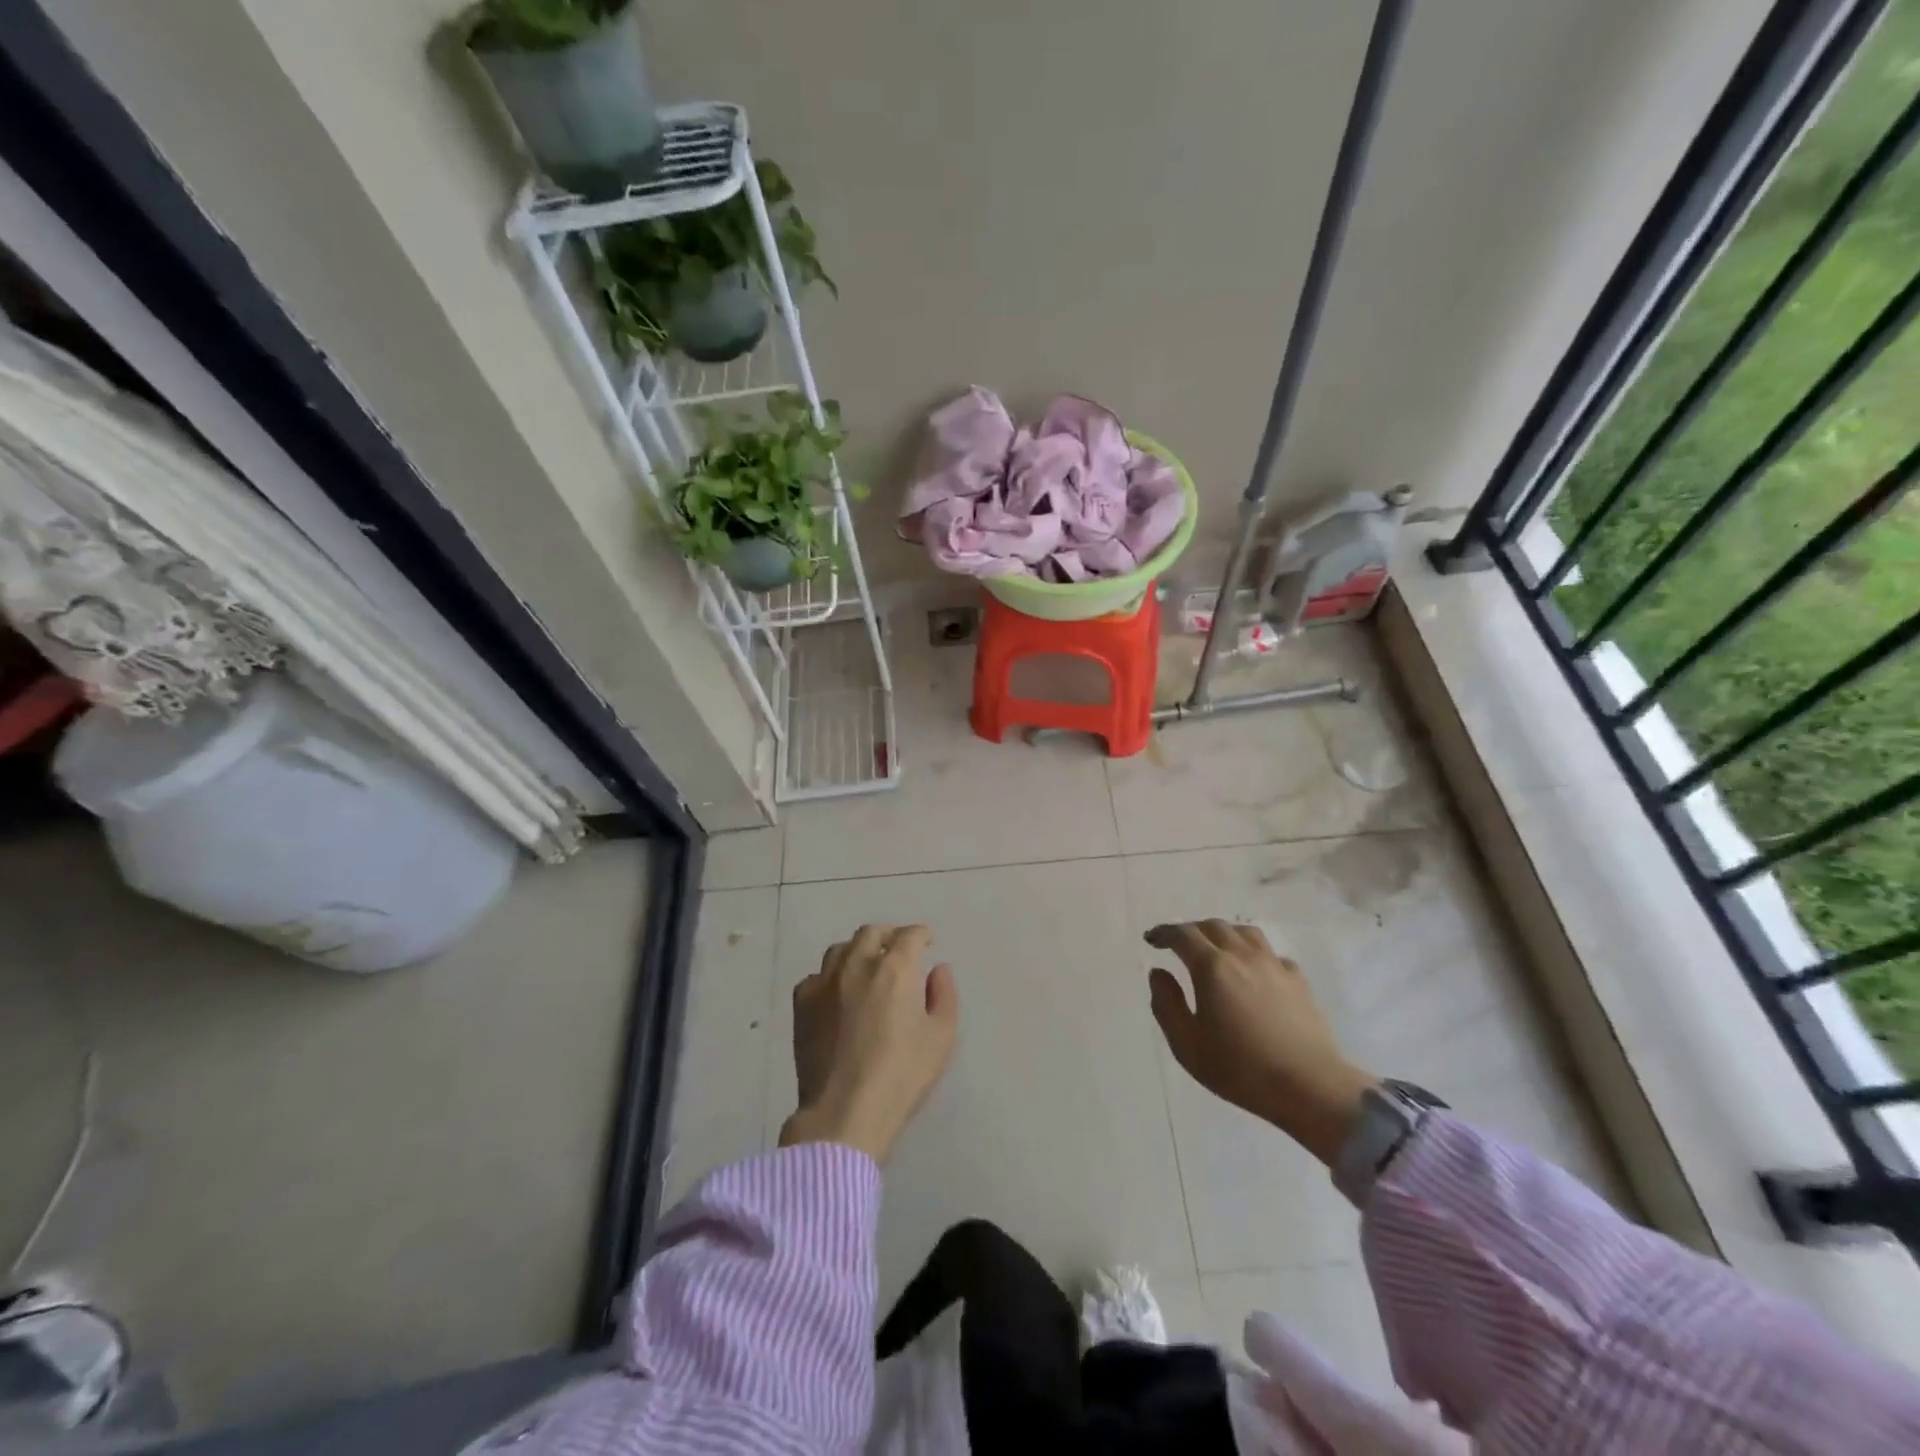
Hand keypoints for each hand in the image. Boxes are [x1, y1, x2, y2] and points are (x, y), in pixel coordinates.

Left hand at [780, 924, 958, 1164]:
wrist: (844, 1112)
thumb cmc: (901, 1075)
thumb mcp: (941, 1038)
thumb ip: (944, 996)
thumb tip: (938, 969)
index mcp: (895, 968)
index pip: (909, 935)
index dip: (921, 934)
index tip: (927, 942)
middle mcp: (857, 965)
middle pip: (871, 933)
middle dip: (889, 935)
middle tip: (898, 948)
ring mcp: (824, 982)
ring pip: (841, 949)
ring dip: (858, 951)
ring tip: (866, 966)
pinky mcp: (802, 1004)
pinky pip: (816, 977)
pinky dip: (830, 977)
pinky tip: (837, 993)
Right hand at [1146, 920, 1376, 1165]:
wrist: (1309, 1086)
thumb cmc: (1240, 1068)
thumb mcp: (1186, 1045)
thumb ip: (1166, 1004)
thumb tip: (1159, 973)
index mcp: (1212, 967)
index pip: (1182, 935)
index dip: (1164, 933)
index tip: (1151, 939)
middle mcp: (1242, 955)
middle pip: (1213, 926)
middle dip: (1191, 930)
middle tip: (1178, 944)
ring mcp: (1274, 965)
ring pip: (1244, 932)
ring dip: (1223, 934)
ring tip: (1215, 949)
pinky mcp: (1298, 980)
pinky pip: (1270, 953)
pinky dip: (1253, 953)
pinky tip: (1253, 971)